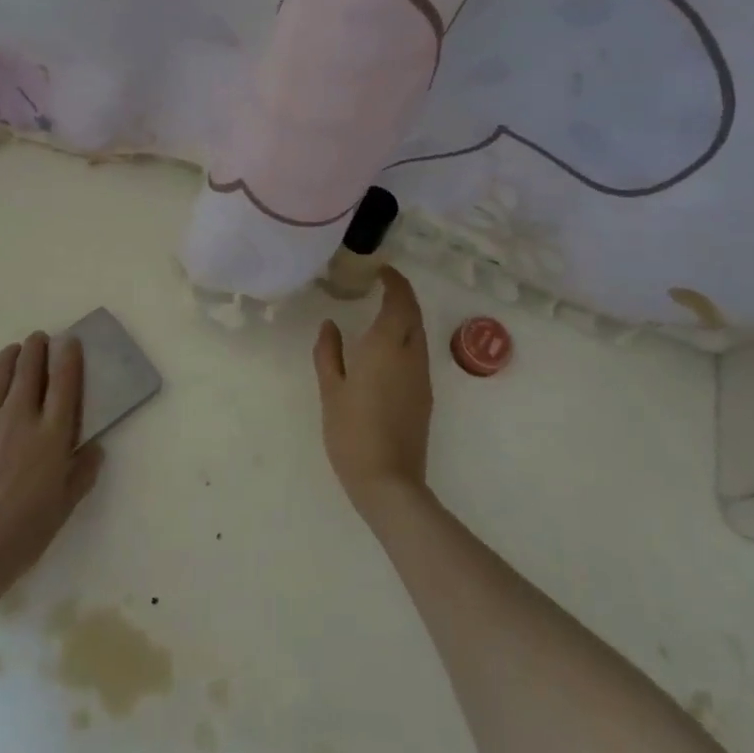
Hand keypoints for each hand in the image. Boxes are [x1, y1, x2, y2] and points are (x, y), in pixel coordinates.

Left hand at [0, 332, 102, 602]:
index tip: (69, 342)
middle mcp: (19, 416)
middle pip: (29, 366)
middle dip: (36, 346)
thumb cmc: (22, 534)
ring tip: (12, 352)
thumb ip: (82, 472)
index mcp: (51, 434)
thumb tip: (94, 448)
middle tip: (39, 339)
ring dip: (8, 356)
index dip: (68, 355)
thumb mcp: (64, 507)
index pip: (64, 380)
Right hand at [312, 267, 432, 522]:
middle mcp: (410, 355)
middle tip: (381, 285)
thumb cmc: (352, 432)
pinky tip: (387, 347)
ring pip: (418, 334)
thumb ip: (329, 353)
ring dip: (405, 316)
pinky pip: (417, 353)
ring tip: (381, 311)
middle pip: (413, 315)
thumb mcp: (331, 390)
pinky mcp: (424, 396)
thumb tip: (330, 325)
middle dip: (402, 295)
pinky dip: (406, 337)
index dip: (394, 282)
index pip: (399, 302)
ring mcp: (421, 377)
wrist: (389, 482)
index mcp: (387, 347)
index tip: (381, 270)